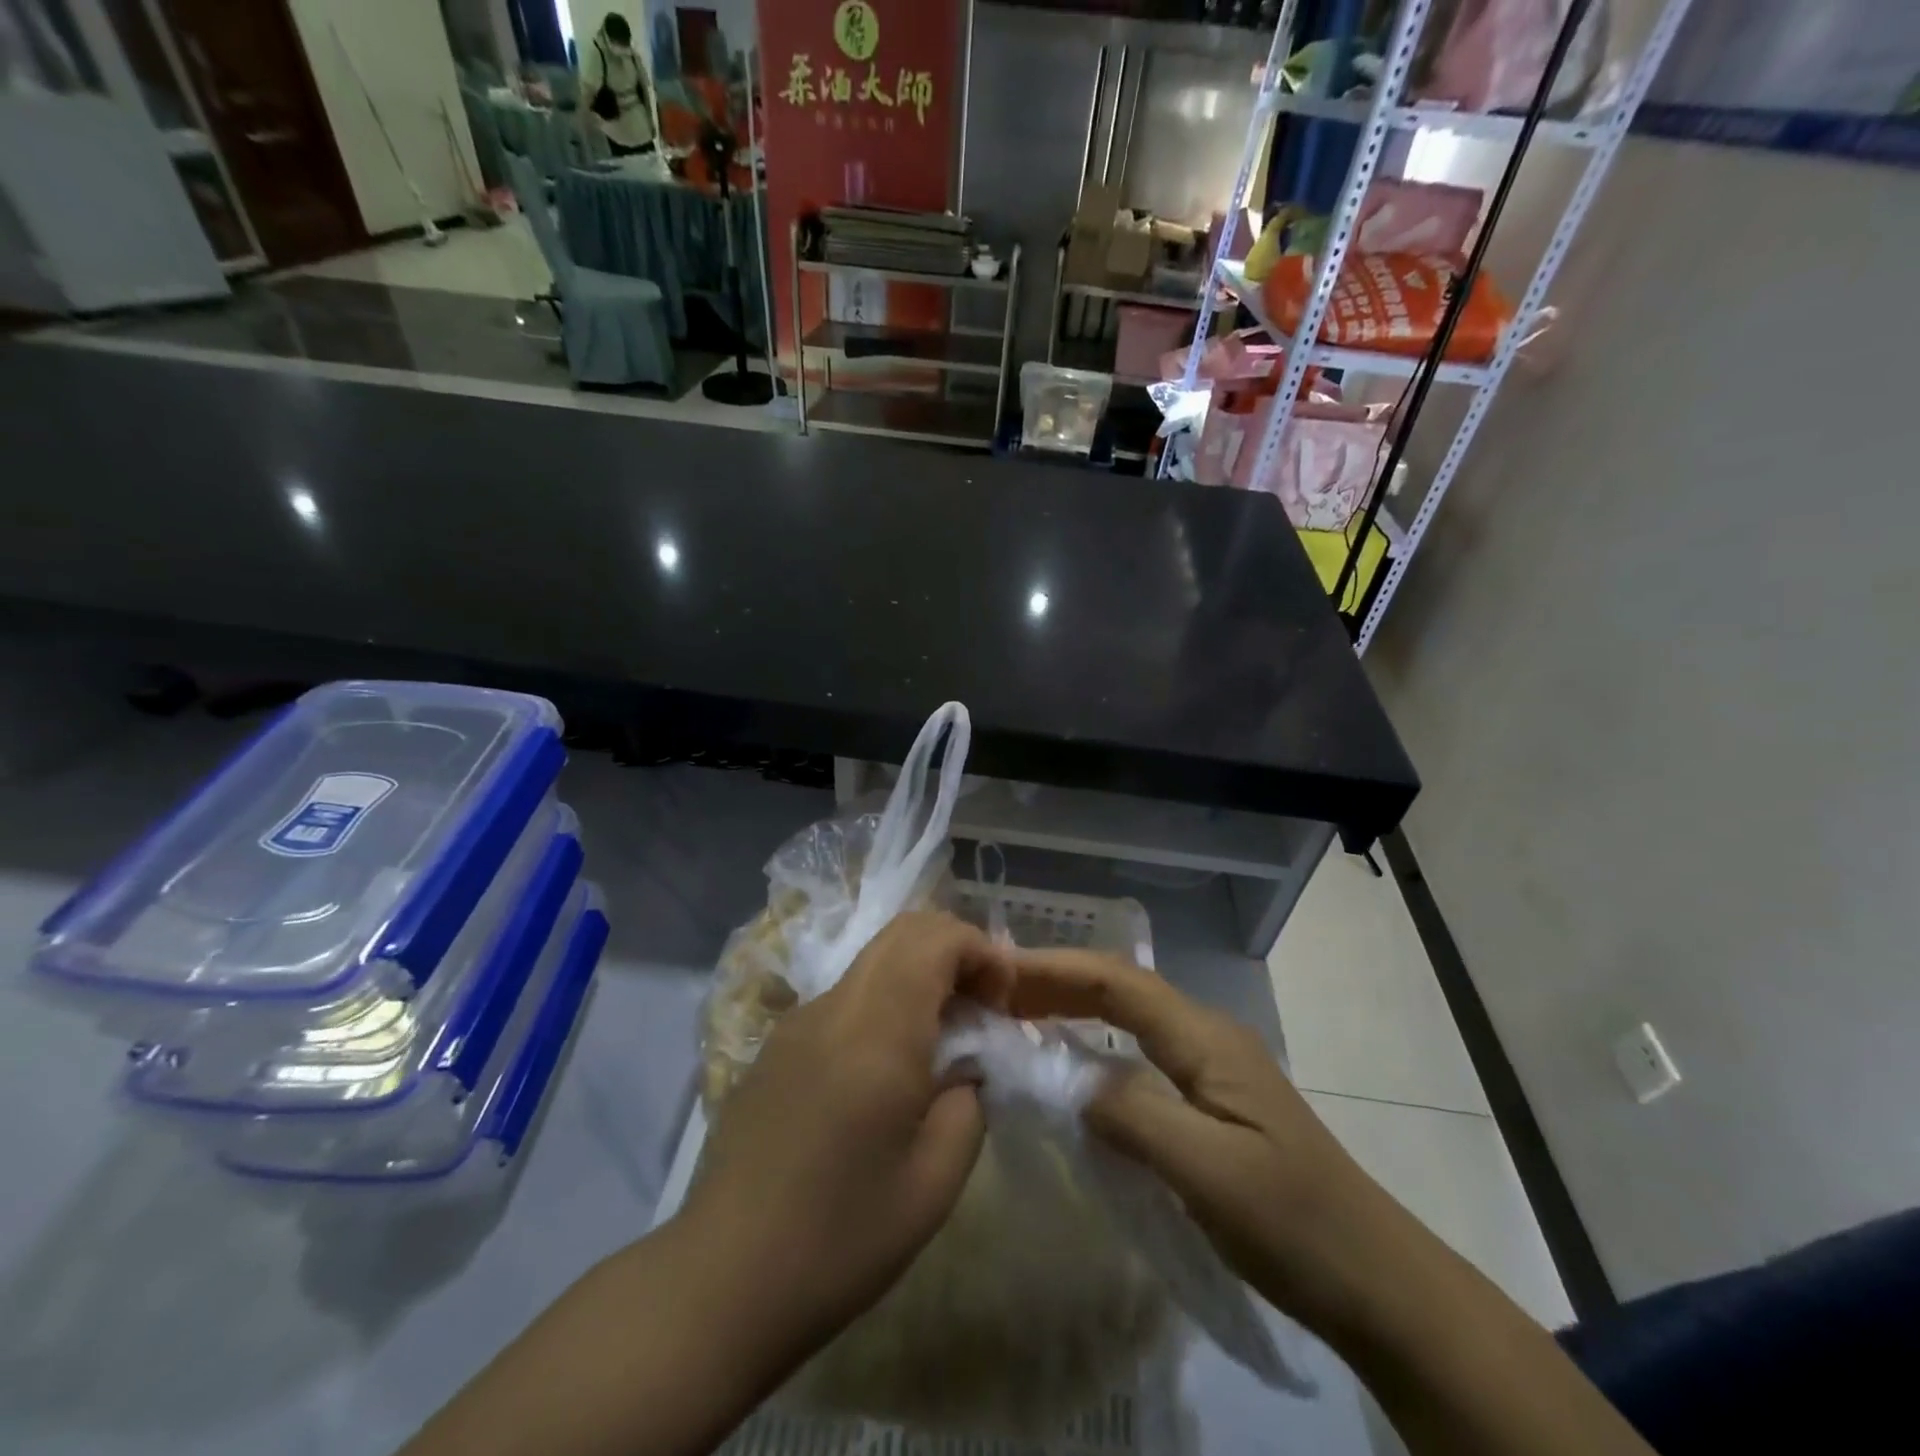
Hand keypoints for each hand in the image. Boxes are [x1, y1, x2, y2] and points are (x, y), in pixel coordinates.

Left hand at [680, 910, 1014, 1361]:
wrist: (722, 1279)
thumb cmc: (840, 1236)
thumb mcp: (935, 1182)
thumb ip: (967, 1102)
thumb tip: (964, 1067)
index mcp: (877, 1030)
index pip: (934, 938)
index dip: (982, 951)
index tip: (1004, 1002)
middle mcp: (834, 1006)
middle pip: (902, 932)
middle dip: (954, 952)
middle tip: (982, 1009)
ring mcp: (797, 1021)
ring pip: (872, 959)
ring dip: (918, 975)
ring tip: (941, 1038)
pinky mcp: (776, 1045)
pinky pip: (844, 995)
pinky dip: (884, 1000)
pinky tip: (887, 1067)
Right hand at [1008, 946, 1404, 1341]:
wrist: (1376, 1279)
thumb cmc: (1293, 1223)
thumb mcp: (1208, 1172)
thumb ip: (1133, 1113)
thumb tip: (1068, 1077)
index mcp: (1206, 1039)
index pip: (1118, 982)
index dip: (1056, 970)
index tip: (999, 974)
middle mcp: (1206, 1035)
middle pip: (1121, 988)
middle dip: (1058, 980)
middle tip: (996, 991)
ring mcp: (1211, 1065)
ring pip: (1129, 1016)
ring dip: (1073, 1005)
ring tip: (1018, 1012)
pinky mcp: (1210, 1097)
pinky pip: (1138, 1051)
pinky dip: (1094, 1042)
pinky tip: (1070, 1061)